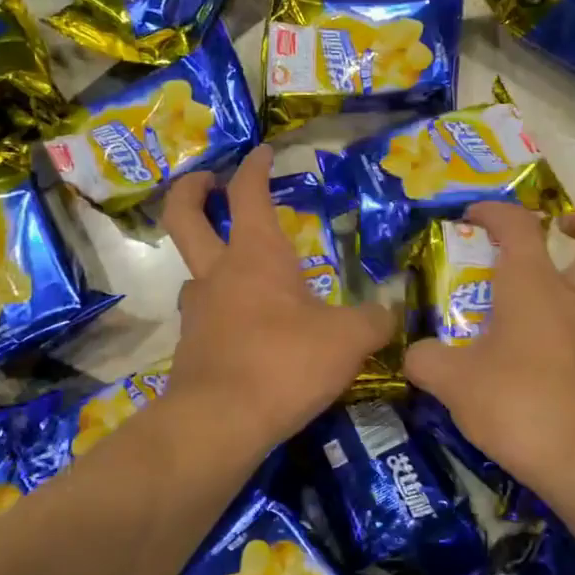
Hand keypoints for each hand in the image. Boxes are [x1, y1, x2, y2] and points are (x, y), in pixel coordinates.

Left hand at [162, 147, 395, 447]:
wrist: (220, 423)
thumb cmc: (285, 362)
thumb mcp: (347, 340)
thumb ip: (374, 321)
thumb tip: (390, 313)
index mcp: (256, 255)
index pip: (249, 193)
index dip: (255, 167)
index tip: (263, 151)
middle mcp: (218, 273)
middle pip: (184, 216)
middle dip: (192, 190)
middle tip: (208, 181)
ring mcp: (197, 311)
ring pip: (194, 272)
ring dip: (211, 262)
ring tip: (243, 275)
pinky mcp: (190, 349)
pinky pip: (205, 317)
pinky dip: (221, 312)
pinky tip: (248, 332)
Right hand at [404, 202, 574, 486]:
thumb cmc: (519, 405)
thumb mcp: (454, 383)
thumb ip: (426, 360)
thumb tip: (415, 354)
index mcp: (532, 284)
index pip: (518, 224)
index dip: (493, 211)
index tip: (469, 217)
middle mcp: (570, 297)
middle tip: (557, 226)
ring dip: (567, 277)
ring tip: (519, 300)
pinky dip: (559, 323)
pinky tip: (526, 352)